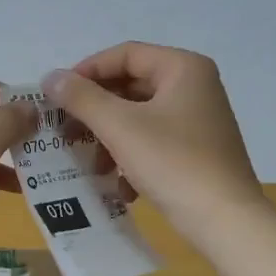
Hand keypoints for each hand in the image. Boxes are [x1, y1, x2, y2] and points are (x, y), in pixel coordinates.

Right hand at [44, 43, 268, 243]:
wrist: (225, 221)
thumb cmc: (172, 163)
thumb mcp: (120, 127)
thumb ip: (82, 98)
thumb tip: (50, 77)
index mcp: (183, 68)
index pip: (125, 55)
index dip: (86, 71)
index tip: (57, 96)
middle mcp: (194, 87)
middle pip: (130, 87)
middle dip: (95, 112)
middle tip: (66, 132)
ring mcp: (197, 120)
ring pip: (138, 118)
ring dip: (109, 140)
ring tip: (92, 166)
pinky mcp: (196, 151)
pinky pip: (153, 143)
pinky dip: (131, 159)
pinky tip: (119, 187)